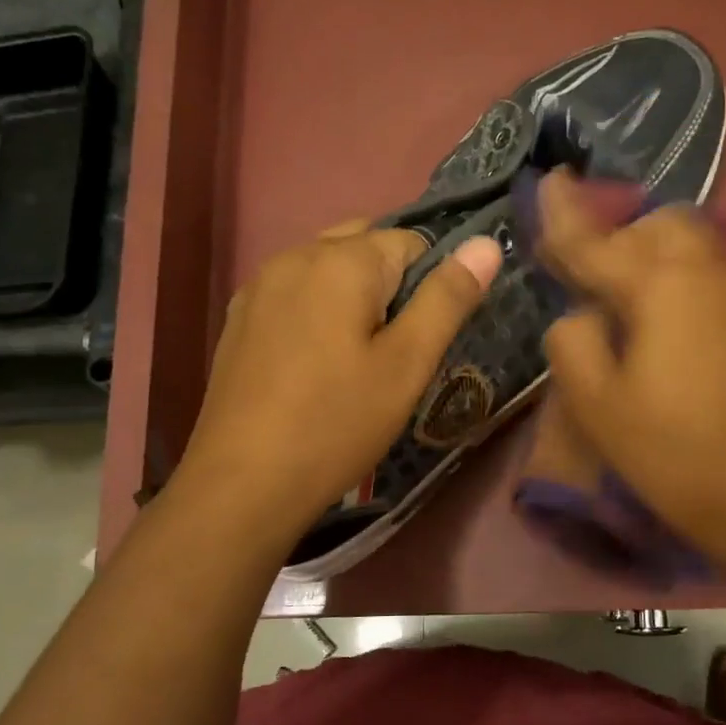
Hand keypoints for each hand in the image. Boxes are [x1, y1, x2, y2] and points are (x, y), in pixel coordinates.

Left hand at [177, 220, 501, 540]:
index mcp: (341, 260)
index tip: (426, 338)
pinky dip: (316, 312)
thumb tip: (486, 243)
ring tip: (358, 358)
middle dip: (391, 284)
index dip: (431, 285)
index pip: (410, 241)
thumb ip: (447, 298)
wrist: (244, 483)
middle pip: (363, 247)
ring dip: (352, 297)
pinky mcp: (239, 320)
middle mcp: (294, 256)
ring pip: (325, 269)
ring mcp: (258, 287)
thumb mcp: (407, 365)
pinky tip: (315, 364)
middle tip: (397, 348)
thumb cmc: (337, 423)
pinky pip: (293, 295)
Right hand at [537, 172, 725, 562]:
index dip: (565, 213)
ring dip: (645, 250)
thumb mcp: (594, 400)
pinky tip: (650, 307)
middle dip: (614, 234)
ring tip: (613, 290)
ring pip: (685, 240)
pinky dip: (670, 268)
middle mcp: (703, 269)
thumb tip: (580, 314)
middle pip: (653, 224)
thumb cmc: (667, 447)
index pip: (598, 239)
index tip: (549, 177)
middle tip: (579, 269)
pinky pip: (703, 265)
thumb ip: (572, 339)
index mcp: (659, 284)